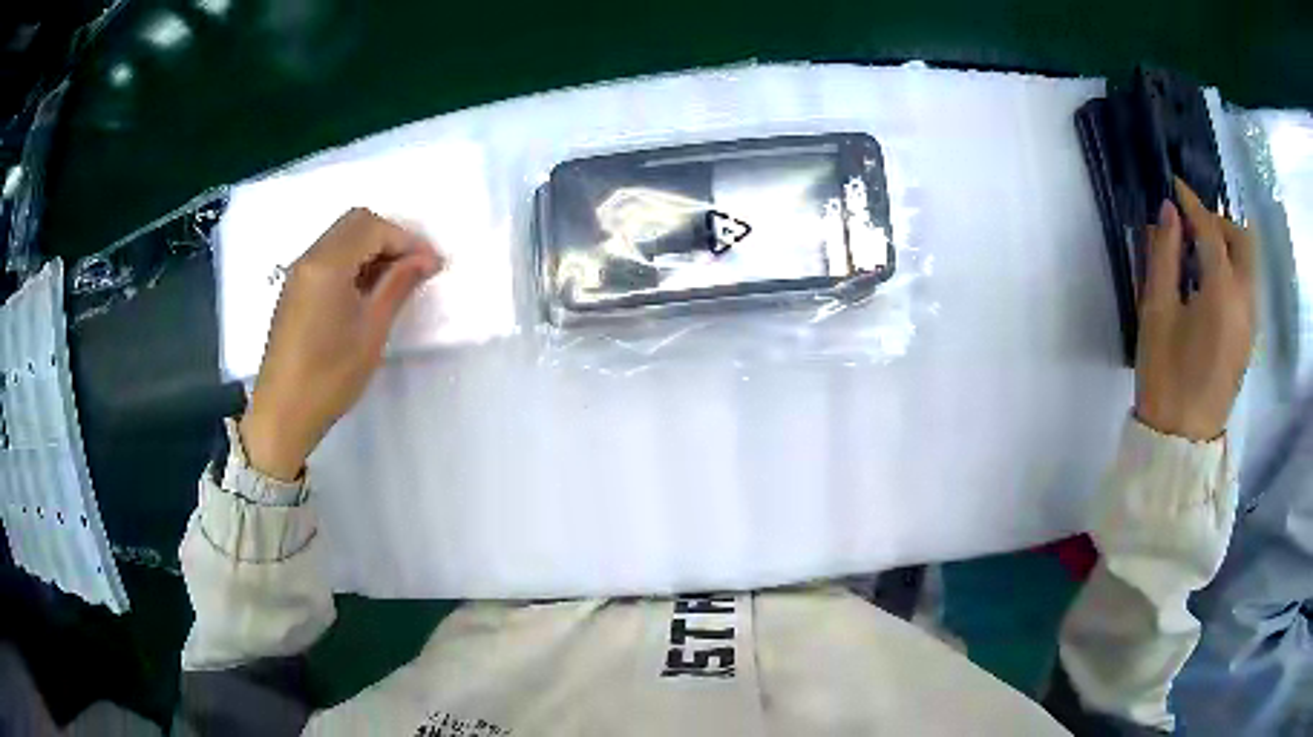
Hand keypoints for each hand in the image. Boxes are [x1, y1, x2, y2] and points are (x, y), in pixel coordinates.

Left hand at [240, 208, 442, 479]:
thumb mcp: (371, 330)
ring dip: (371, 249)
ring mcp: (299, 272)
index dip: (406, 239)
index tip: (431, 265)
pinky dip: (352, 261)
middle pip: (355, 223)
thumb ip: (398, 286)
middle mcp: (309, 257)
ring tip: (393, 282)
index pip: (373, 227)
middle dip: (389, 238)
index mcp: (327, 264)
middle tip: (413, 268)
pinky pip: (328, 256)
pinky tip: (365, 292)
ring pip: (341, 237)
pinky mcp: (295, 289)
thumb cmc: (330, 376)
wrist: (283, 412)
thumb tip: (425, 259)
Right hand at [1135, 179, 1255, 441]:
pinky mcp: (1249, 338)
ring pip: (1249, 264)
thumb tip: (1169, 212)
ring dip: (1227, 246)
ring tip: (1198, 256)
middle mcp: (1245, 301)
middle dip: (1219, 222)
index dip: (1192, 203)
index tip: (1174, 186)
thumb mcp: (1156, 313)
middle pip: (1243, 240)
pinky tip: (1209, 286)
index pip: (1211, 230)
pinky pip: (1247, 287)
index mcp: (1222, 293)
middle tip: (1192, 227)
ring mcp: (1251, 322)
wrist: (1182, 442)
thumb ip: (1164, 256)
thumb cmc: (1166, 377)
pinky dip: (1232, 271)